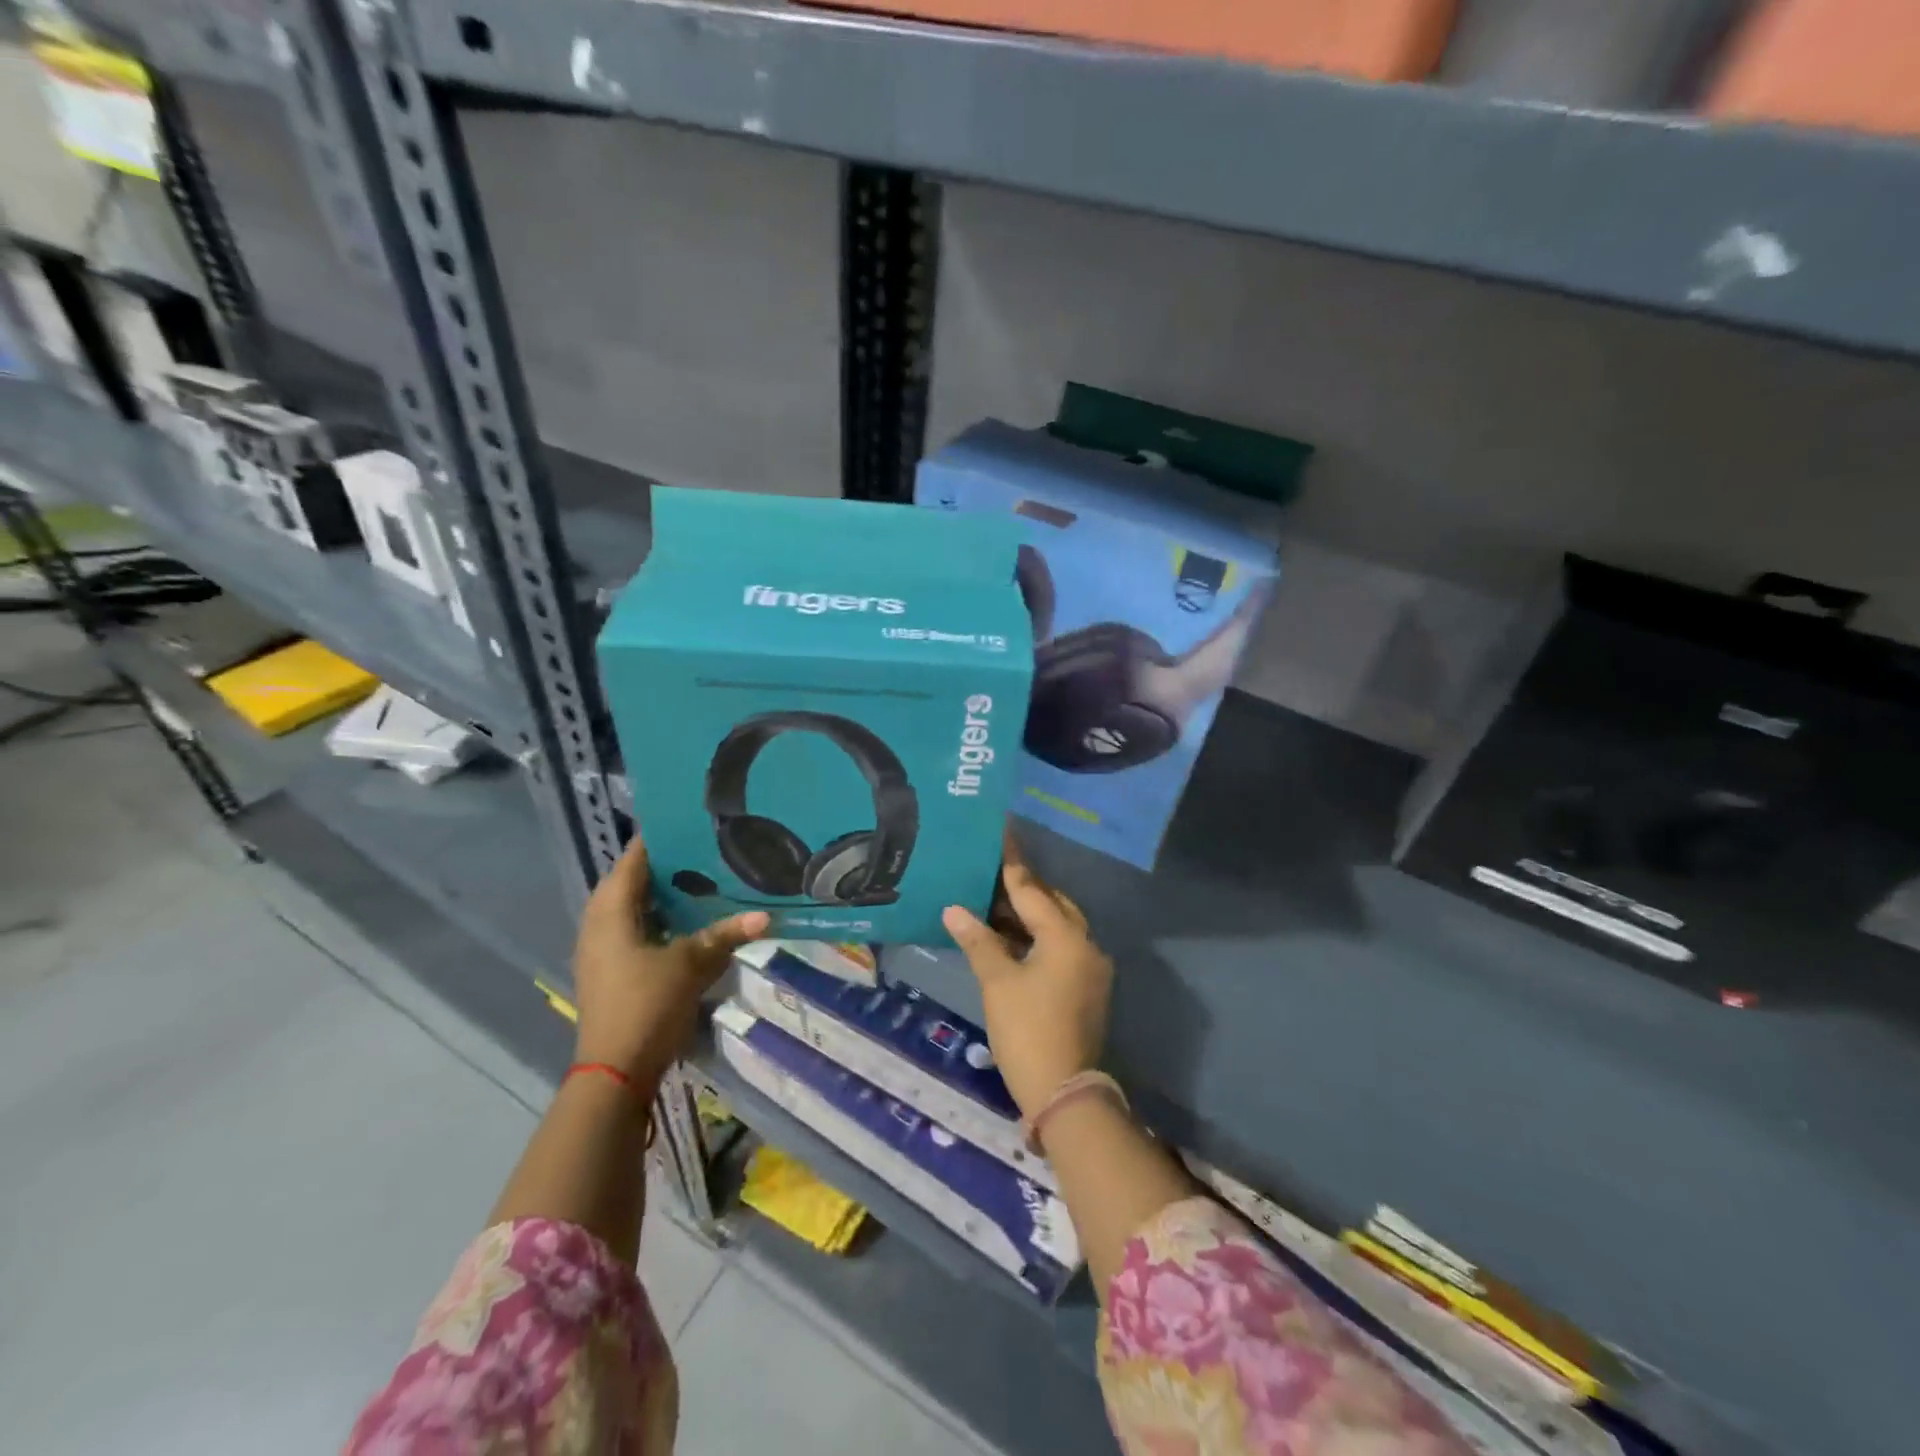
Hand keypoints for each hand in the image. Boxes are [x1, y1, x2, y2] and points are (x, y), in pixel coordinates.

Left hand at [572, 837, 768, 1089]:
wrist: (615, 1072)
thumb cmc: (646, 1005)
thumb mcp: (690, 965)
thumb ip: (725, 935)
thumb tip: (766, 916)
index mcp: (610, 912)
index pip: (633, 860)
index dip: (658, 839)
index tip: (690, 822)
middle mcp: (599, 925)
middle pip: (632, 883)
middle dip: (666, 867)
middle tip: (706, 850)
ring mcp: (602, 951)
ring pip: (635, 909)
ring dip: (664, 896)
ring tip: (703, 879)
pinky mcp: (612, 972)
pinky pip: (636, 931)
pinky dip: (661, 921)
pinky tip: (690, 922)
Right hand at [942, 833, 1112, 1119]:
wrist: (1064, 1091)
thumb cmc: (1027, 1030)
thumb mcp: (998, 982)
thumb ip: (978, 941)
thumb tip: (954, 909)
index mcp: (1065, 937)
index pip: (1032, 889)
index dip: (1012, 862)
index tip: (1003, 832)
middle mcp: (1085, 944)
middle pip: (1051, 904)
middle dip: (1022, 889)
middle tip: (991, 872)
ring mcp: (1090, 968)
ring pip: (1058, 927)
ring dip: (1029, 915)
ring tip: (993, 903)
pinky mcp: (1087, 987)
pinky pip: (1061, 947)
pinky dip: (1037, 938)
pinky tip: (1010, 939)